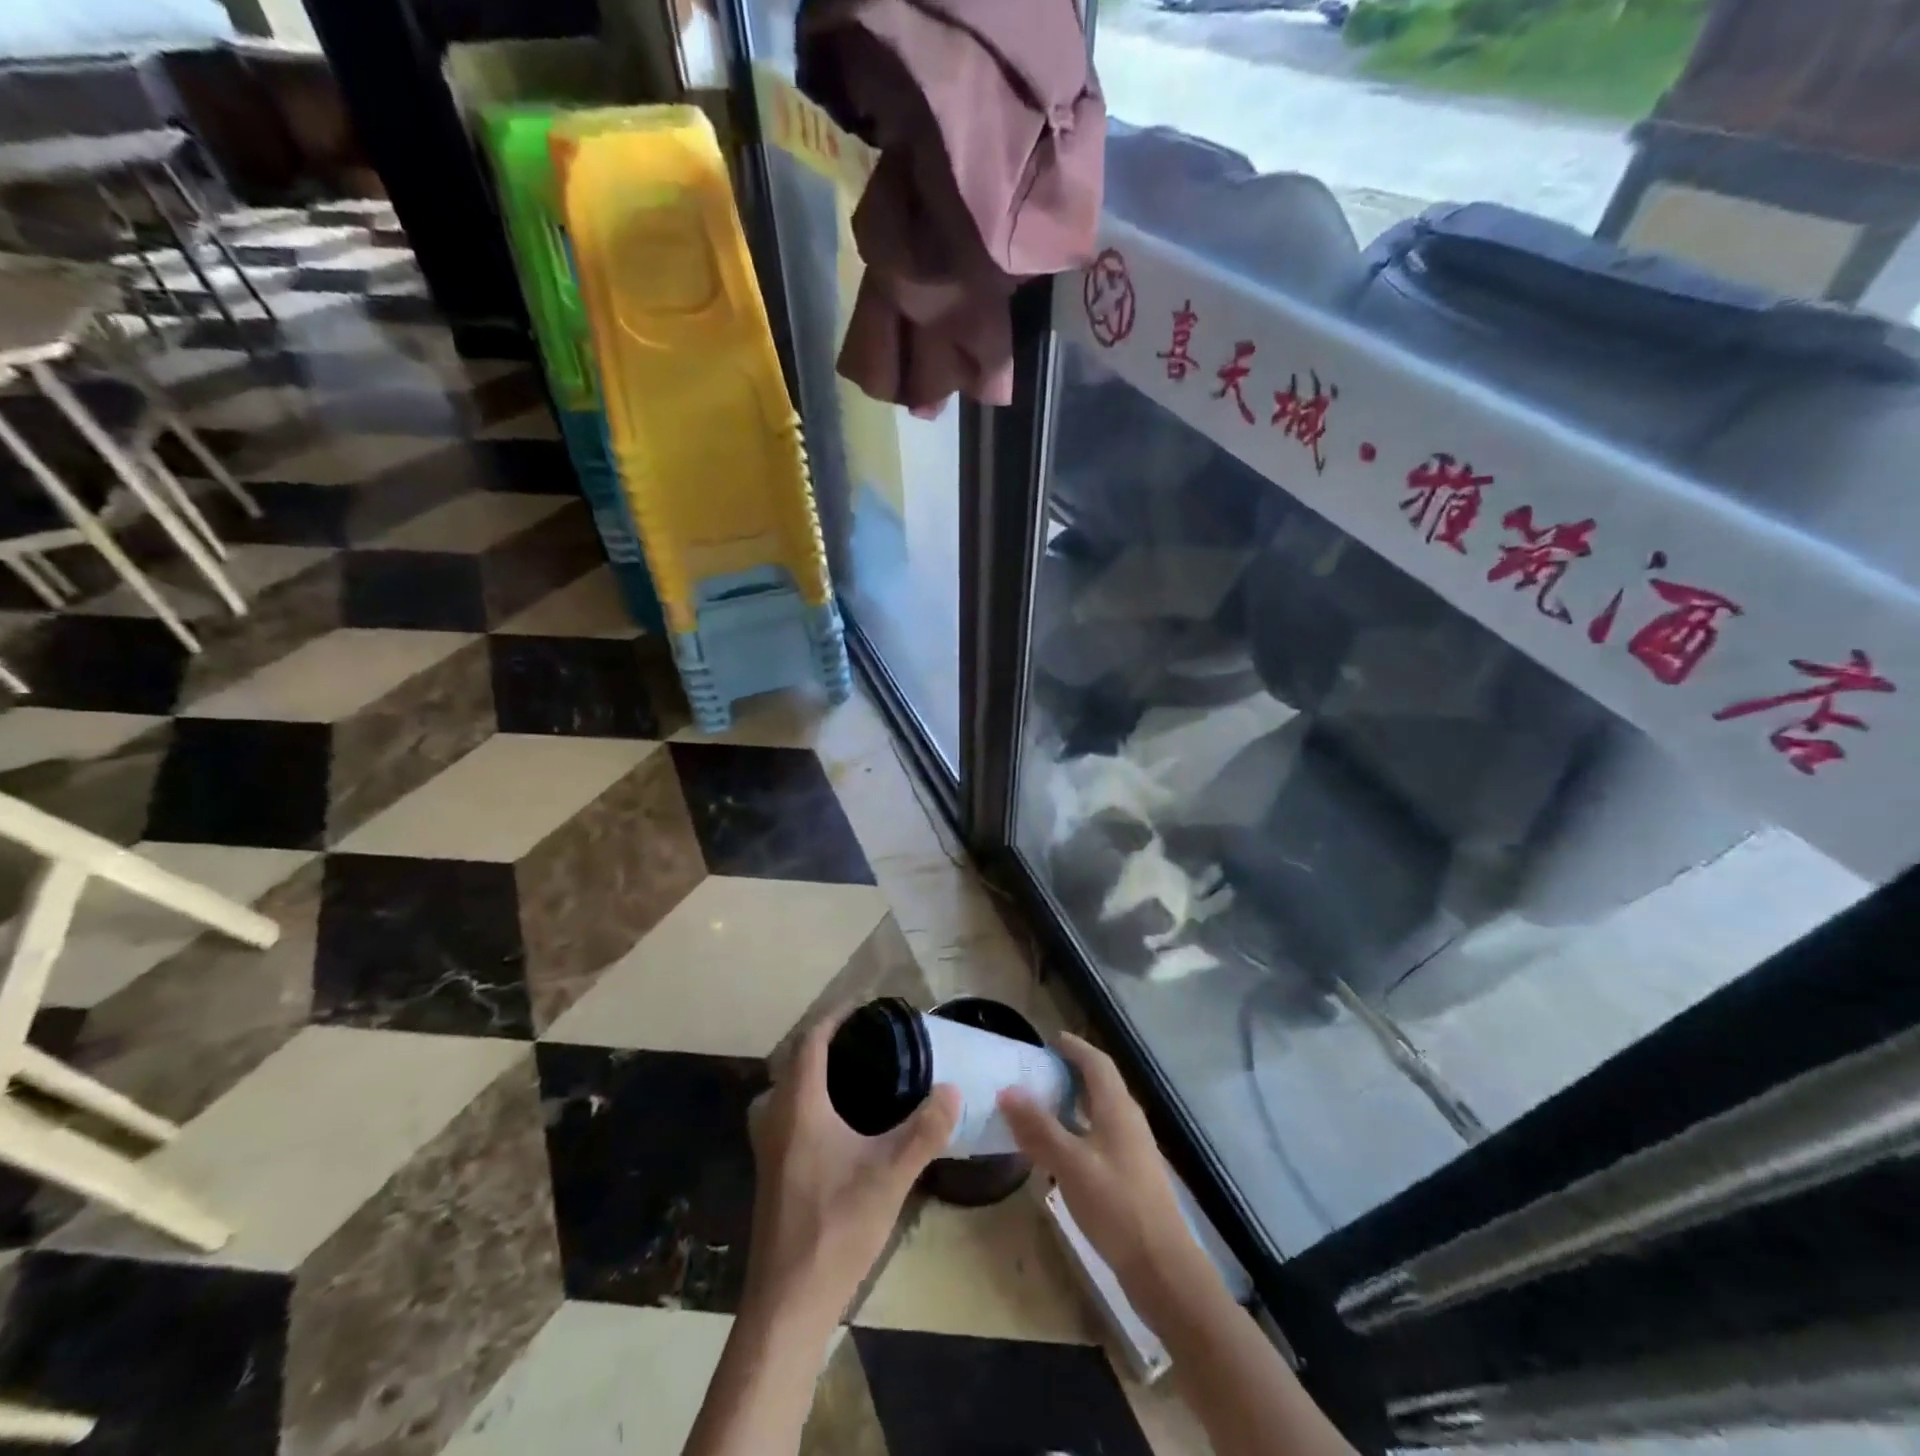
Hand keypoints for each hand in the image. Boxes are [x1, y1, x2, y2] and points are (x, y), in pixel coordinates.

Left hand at [744, 1011, 959, 1327]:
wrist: (788, 1301)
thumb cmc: (836, 1227)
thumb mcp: (891, 1175)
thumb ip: (925, 1130)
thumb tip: (952, 1089)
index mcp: (799, 1106)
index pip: (811, 1041)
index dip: (836, 1018)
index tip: (865, 1007)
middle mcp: (776, 1118)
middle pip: (795, 1061)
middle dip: (826, 1042)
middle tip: (867, 1040)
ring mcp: (768, 1147)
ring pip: (787, 1090)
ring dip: (814, 1072)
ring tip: (856, 1074)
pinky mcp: (770, 1172)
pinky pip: (787, 1114)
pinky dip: (808, 1099)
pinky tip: (839, 1123)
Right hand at [998, 1032, 1207, 1314]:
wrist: (1162, 1267)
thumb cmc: (1116, 1206)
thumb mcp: (1071, 1164)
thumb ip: (1039, 1128)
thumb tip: (1007, 1090)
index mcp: (1117, 1108)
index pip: (1096, 1062)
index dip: (1074, 1047)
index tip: (1049, 1039)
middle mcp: (1128, 1120)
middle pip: (1099, 1084)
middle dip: (1070, 1072)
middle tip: (1037, 1071)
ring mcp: (1132, 1149)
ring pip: (1099, 1112)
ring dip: (1072, 1103)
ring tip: (1040, 1106)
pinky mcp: (1129, 1175)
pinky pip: (1099, 1136)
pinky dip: (1077, 1131)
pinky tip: (1058, 1151)